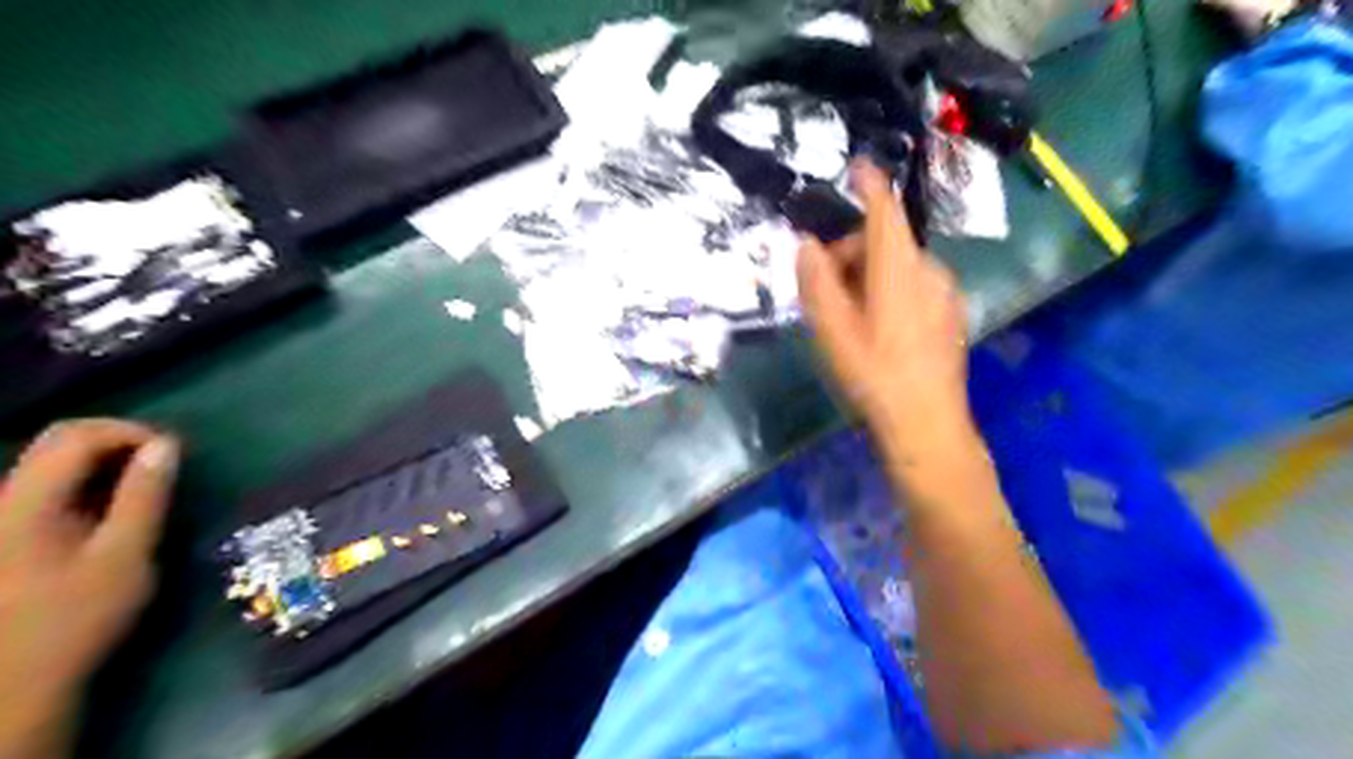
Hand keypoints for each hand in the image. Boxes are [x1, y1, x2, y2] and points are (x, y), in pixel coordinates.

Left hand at [1, 417, 176, 754]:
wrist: (13, 682)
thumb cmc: (75, 619)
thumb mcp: (125, 556)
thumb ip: (145, 496)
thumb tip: (166, 445)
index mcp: (26, 504)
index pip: (77, 435)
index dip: (131, 431)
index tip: (175, 453)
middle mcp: (3, 501)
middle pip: (59, 442)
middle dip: (120, 442)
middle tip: (166, 465)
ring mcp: (0, 518)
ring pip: (53, 463)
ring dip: (107, 463)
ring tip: (148, 486)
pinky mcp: (6, 534)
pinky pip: (48, 487)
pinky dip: (90, 483)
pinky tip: (115, 509)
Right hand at [795, 156, 977, 457]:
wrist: (927, 424)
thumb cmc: (874, 374)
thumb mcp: (832, 330)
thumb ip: (816, 282)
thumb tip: (807, 245)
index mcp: (899, 268)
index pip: (884, 211)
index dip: (869, 184)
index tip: (857, 167)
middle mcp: (929, 271)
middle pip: (886, 242)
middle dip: (852, 253)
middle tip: (825, 291)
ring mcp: (946, 294)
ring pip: (900, 266)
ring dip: (870, 276)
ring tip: (850, 317)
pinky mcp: (952, 315)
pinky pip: (916, 286)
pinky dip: (892, 291)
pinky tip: (880, 330)